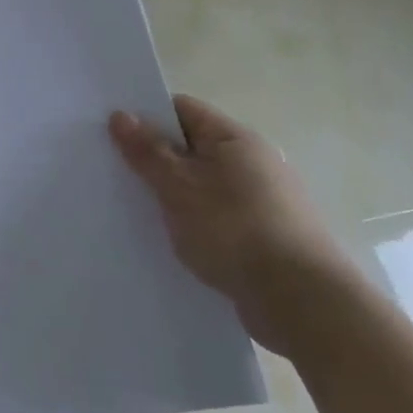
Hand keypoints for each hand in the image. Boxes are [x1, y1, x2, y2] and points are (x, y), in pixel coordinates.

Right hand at [109, 94, 350, 356]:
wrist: (301, 302)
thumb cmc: (234, 231)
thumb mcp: (179, 188)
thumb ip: (147, 152)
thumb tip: (121, 114)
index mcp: (235, 139)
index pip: (182, 110)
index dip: (146, 116)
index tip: (111, 133)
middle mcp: (253, 162)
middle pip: (192, 147)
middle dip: (155, 158)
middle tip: (114, 173)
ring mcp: (263, 200)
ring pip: (203, 185)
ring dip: (173, 194)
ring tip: (136, 210)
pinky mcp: (265, 236)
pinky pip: (217, 216)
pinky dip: (194, 222)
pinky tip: (173, 240)